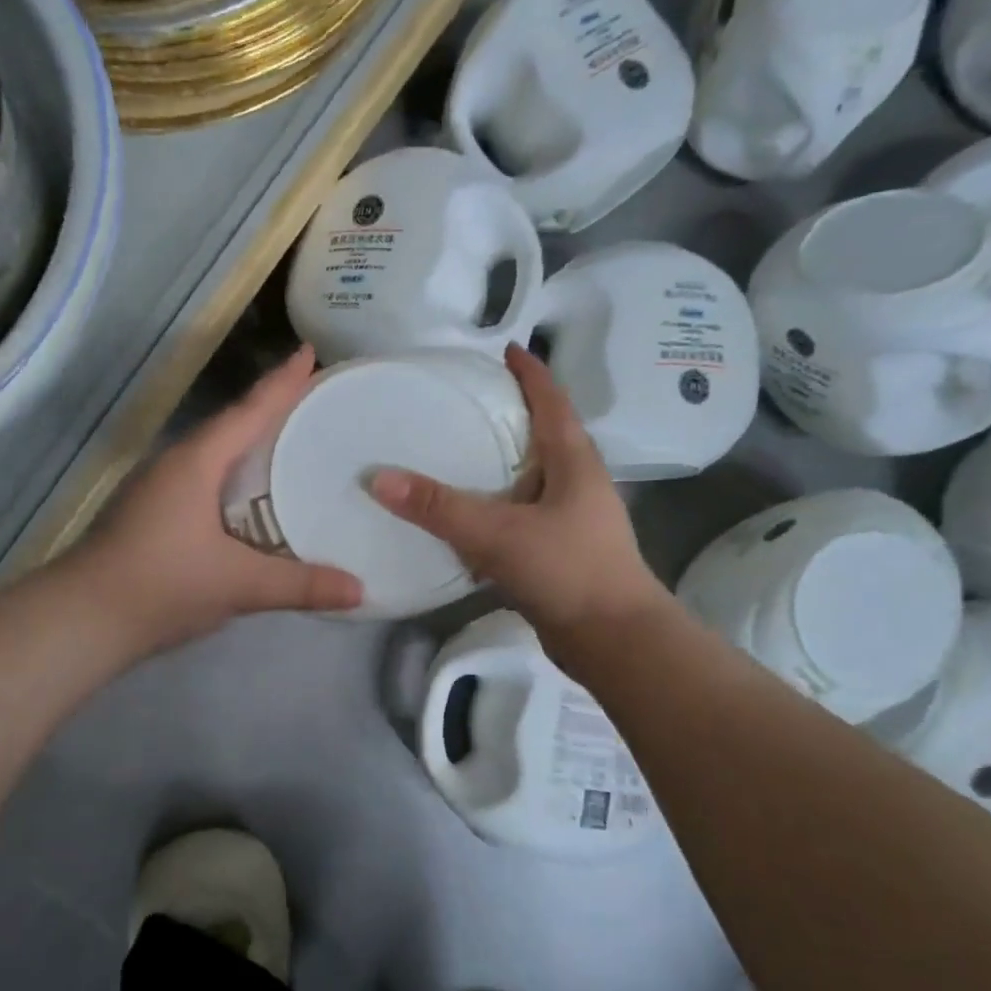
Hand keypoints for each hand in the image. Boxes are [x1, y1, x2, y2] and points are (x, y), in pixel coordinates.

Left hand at [70, 346, 363, 654]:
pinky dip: (233, 474)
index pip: (248, 411)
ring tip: (289, 441)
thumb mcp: (239, 584)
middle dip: (270, 408)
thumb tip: (360, 590)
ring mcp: (158, 487)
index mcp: (197, 462)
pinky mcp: (151, 512)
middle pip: (232, 424)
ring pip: (214, 452)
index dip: (282, 382)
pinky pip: (204, 477)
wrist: (81, 620)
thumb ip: (300, 585)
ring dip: (249, 442)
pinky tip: (250, 495)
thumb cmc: (161, 585)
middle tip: (313, 398)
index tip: (310, 351)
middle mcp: (176, 463)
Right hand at [370, 345, 669, 645]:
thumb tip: (377, 476)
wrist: (613, 641)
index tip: (507, 349)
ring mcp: (572, 520)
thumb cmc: (567, 570)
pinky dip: (497, 505)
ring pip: (533, 478)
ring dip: (503, 462)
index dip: (531, 373)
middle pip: (545, 434)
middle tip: (469, 399)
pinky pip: (523, 514)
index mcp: (574, 462)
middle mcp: (578, 483)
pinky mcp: (561, 552)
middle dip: (513, 413)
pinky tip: (468, 515)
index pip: (552, 402)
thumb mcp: (498, 533)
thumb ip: (439, 507)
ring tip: (460, 451)